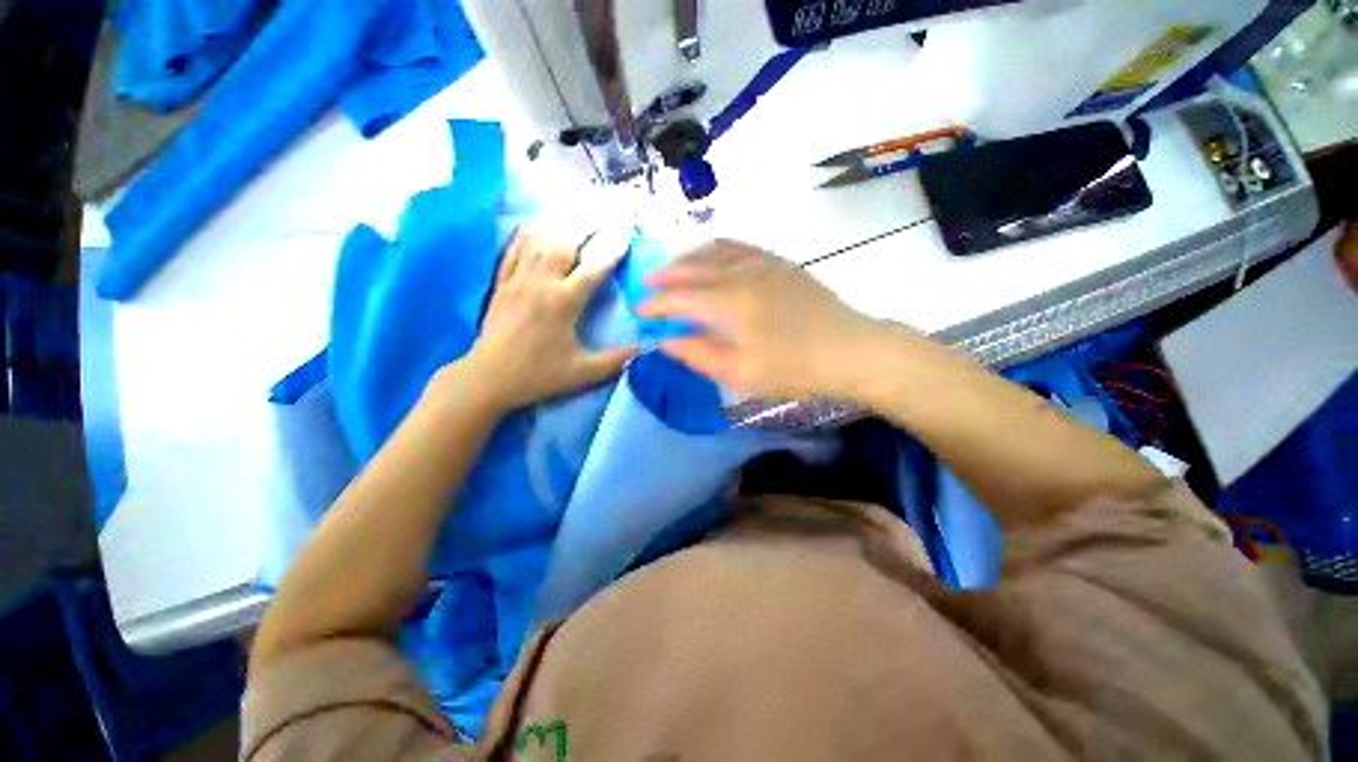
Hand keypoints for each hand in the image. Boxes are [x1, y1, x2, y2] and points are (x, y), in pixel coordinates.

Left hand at [450, 229, 636, 411]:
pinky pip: (514, 251)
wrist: (489, 377)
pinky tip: (533, 228)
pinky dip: (526, 237)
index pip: (594, 268)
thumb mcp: (583, 372)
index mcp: (565, 302)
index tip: (626, 235)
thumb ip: (616, 359)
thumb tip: (646, 348)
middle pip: (565, 244)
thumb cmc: (539, 375)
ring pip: (539, 242)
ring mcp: (518, 280)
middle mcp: (542, 283)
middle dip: (585, 228)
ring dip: (558, 228)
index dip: (612, 250)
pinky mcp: (502, 284)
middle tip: (601, 218)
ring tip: (573, 218)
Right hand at [639, 240, 913, 399]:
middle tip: (648, 284)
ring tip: (673, 266)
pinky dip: (718, 248)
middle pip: (693, 268)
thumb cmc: (793, 369)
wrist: (850, 350)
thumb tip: (665, 341)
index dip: (655, 304)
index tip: (640, 312)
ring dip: (689, 258)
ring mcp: (762, 263)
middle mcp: (740, 273)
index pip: (678, 297)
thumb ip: (698, 354)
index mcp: (727, 303)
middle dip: (666, 277)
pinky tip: (713, 252)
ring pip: (715, 251)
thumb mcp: (739, 372)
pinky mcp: (780, 263)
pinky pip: (740, 246)